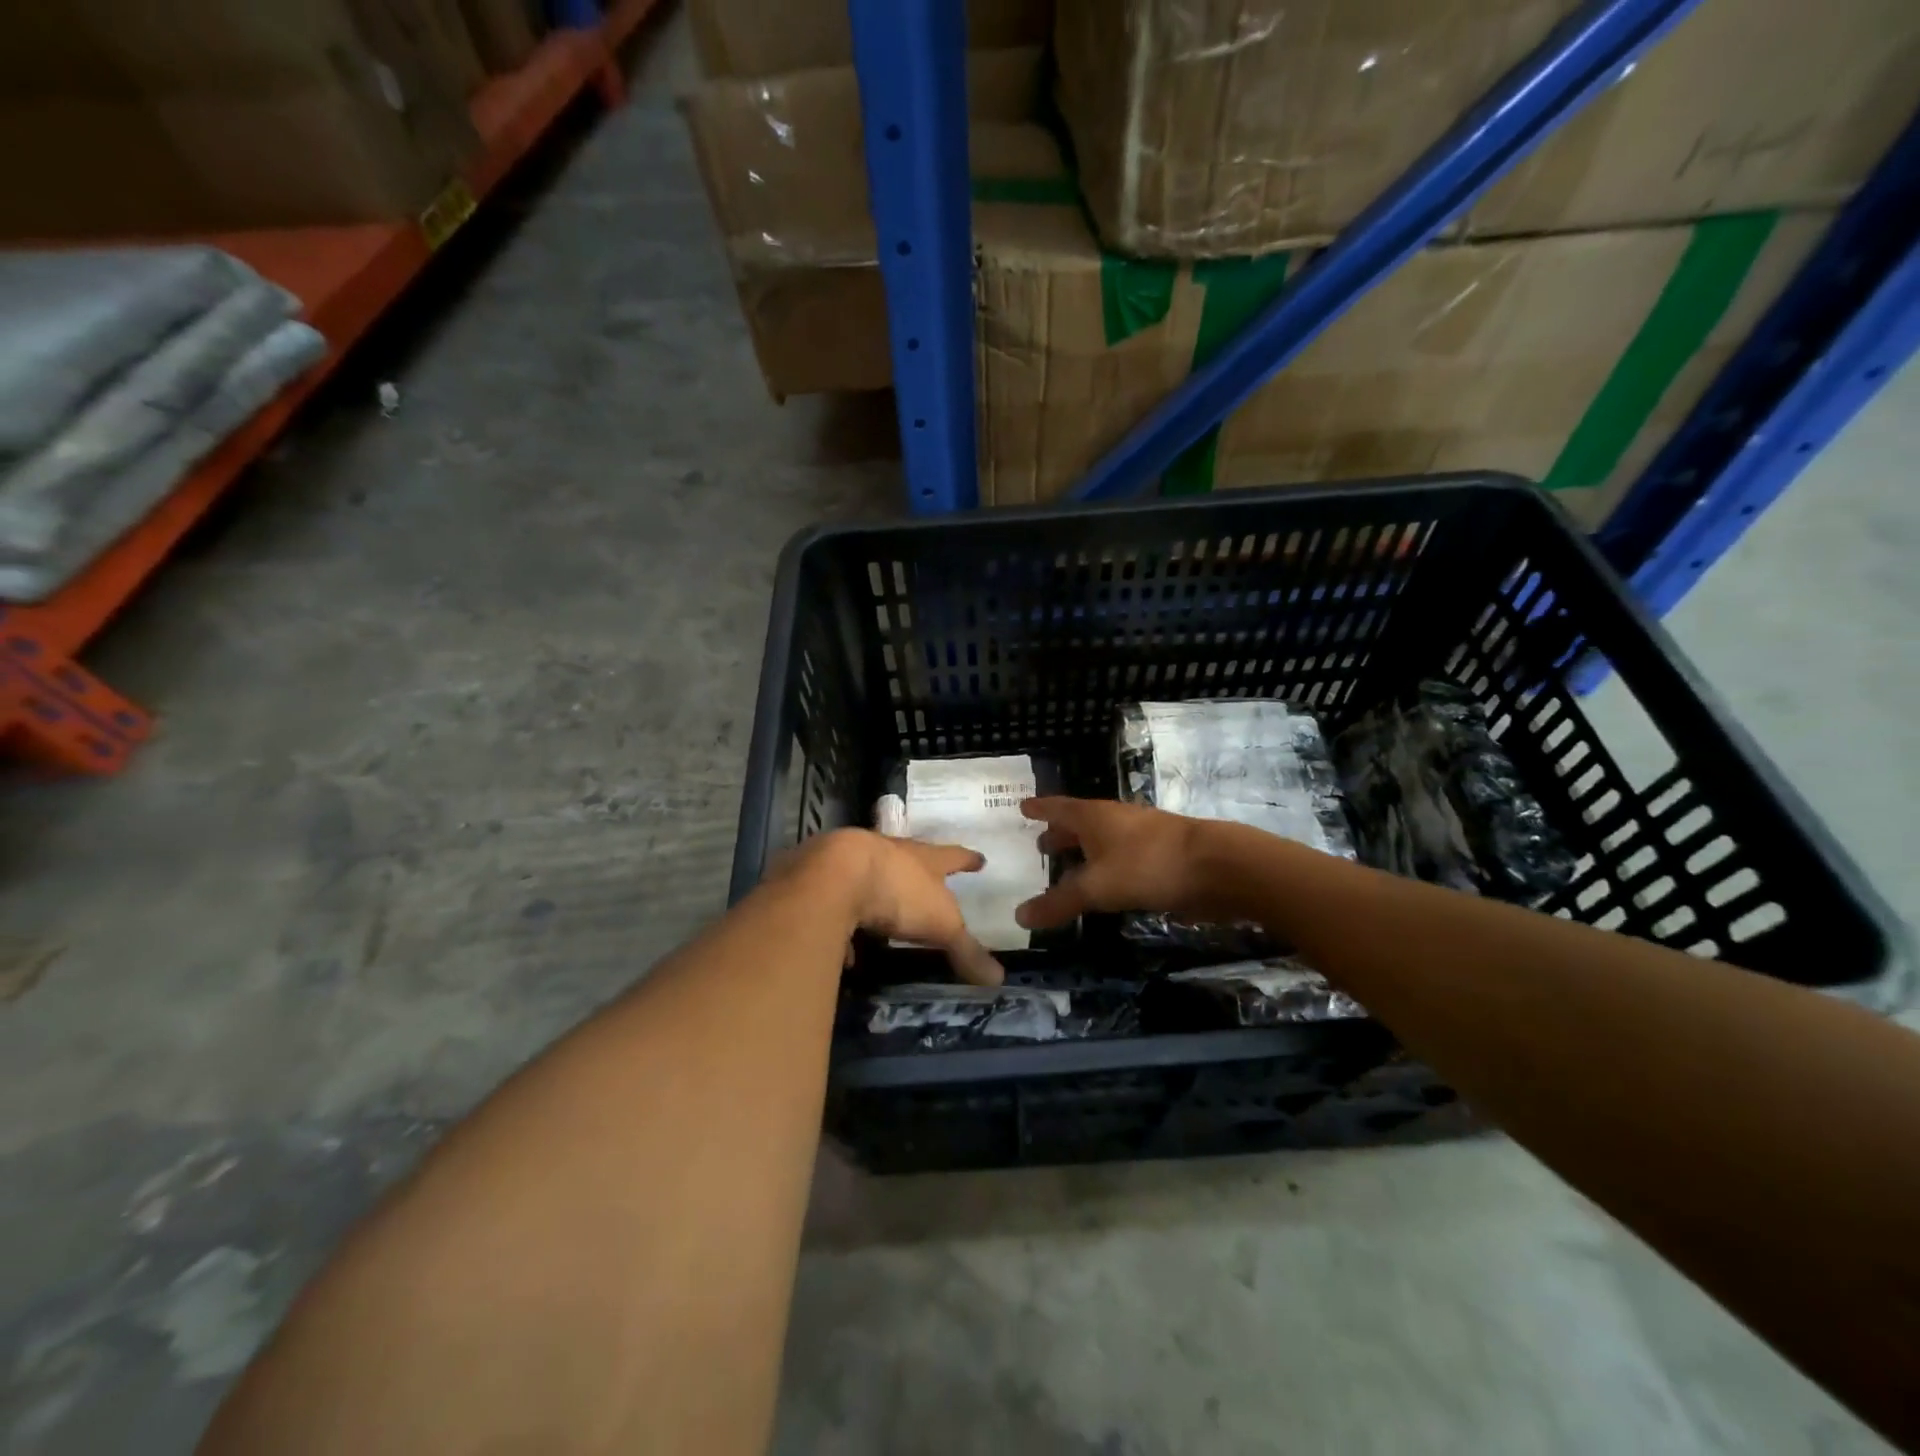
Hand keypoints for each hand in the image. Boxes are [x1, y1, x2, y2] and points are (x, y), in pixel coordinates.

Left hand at [775, 829, 1002, 986]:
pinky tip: (841, 947)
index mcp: (923, 858)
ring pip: (868, 876)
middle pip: (907, 858)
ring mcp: (851, 860)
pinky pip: (835, 901)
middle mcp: (888, 851)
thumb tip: (999, 979)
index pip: (952, 856)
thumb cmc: (898, 891)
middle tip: (923, 883)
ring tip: (879, 922)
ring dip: (875, 895)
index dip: (967, 859)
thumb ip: (966, 950)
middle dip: (916, 871)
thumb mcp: (941, 924)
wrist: (833, 874)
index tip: (980, 858)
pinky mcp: (821, 877)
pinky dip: (841, 921)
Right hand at [1015, 797, 1209, 930]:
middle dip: (1060, 834)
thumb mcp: (1096, 887)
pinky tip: (1106, 885)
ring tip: (1068, 867)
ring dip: (1084, 851)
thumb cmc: (1148, 865)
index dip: (1039, 808)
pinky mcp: (1161, 857)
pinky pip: (1122, 858)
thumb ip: (1059, 902)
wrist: (1217, 866)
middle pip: (1080, 823)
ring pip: (1103, 841)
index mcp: (1093, 816)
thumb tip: (1019, 916)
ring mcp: (1141, 837)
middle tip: (1040, 845)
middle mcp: (1115, 820)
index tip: (1022, 807)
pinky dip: (1106, 867)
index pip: (1057, 807)